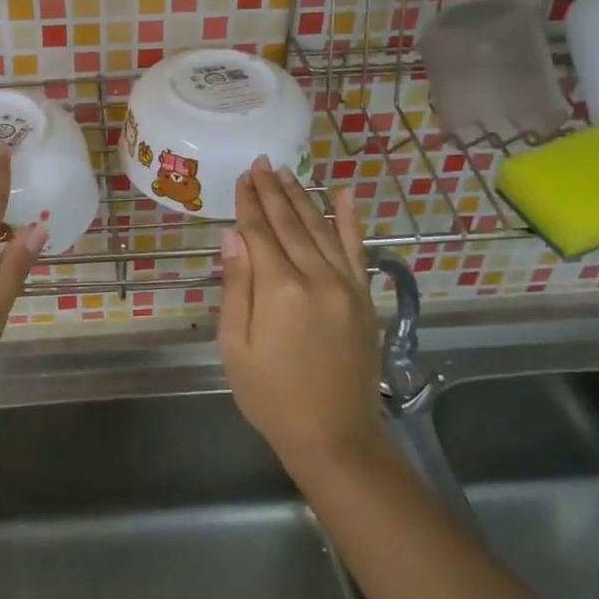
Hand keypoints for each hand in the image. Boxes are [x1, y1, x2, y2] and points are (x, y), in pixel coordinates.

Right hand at [217, 159, 384, 473]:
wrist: (334, 436)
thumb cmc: (271, 396)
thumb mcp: (237, 346)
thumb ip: (237, 287)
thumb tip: (234, 236)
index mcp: (281, 290)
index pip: (260, 233)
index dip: (249, 203)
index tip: (242, 176)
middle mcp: (317, 277)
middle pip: (290, 223)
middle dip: (273, 191)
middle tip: (261, 162)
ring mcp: (346, 285)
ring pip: (322, 228)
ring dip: (303, 197)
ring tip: (287, 172)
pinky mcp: (364, 297)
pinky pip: (358, 249)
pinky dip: (351, 219)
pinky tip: (346, 194)